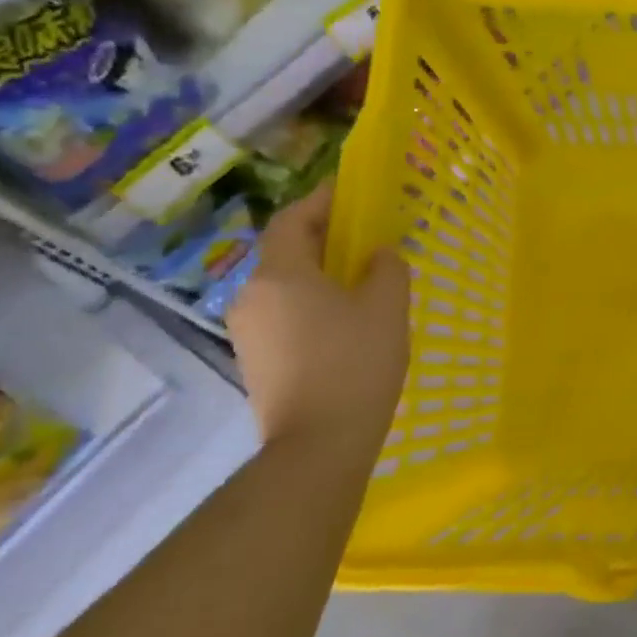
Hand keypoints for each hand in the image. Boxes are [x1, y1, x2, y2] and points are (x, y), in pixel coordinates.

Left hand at [228, 183, 409, 456]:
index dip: (320, 201)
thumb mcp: (388, 307)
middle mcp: (252, 296)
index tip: (350, 193)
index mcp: (280, 275)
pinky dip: (310, 304)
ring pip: (284, 286)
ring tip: (360, 282)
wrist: (319, 443)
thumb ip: (387, 268)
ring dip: (318, 274)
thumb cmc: (356, 363)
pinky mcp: (255, 360)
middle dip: (324, 239)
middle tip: (365, 238)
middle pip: (285, 252)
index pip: (292, 220)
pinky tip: (344, 322)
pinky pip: (283, 314)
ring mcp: (248, 332)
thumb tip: (377, 254)